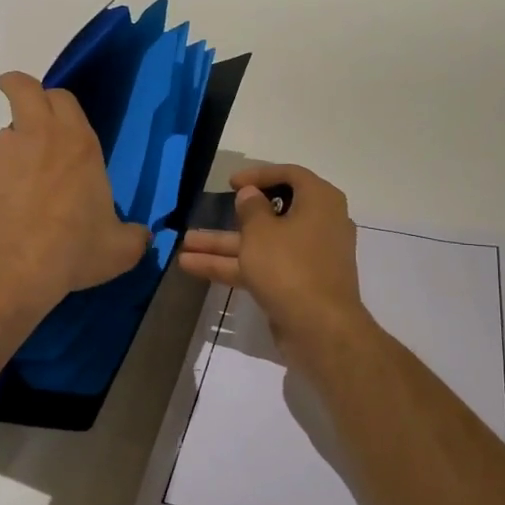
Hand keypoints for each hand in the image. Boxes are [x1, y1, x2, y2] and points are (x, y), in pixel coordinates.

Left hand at [0, 72, 149, 315]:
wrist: (10, 269)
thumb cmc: (73, 253)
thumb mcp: (118, 250)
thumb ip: (133, 236)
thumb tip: (143, 236)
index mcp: (78, 144)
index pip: (64, 98)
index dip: (57, 103)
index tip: (53, 113)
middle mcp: (37, 135)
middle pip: (23, 88)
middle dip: (17, 88)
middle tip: (18, 102)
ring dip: (5, 158)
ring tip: (9, 199)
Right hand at [177, 164, 371, 358]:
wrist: (320, 329)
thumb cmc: (290, 266)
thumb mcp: (261, 232)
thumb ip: (251, 208)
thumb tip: (251, 195)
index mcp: (320, 202)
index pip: (290, 175)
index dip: (259, 175)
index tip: (231, 183)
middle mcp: (318, 224)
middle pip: (272, 212)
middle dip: (232, 216)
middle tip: (205, 211)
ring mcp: (307, 257)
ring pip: (262, 243)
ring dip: (224, 244)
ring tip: (184, 245)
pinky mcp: (296, 284)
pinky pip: (263, 266)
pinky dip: (233, 266)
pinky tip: (194, 267)